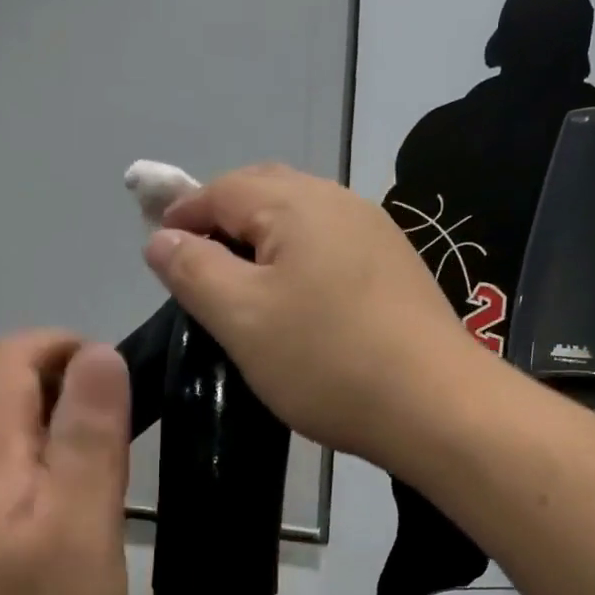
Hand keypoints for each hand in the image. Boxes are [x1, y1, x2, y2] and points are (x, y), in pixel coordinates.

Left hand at [0, 332, 130, 594]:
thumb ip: (89, 436)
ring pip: (4, 433)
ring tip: (110, 465)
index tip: (118, 379)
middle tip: (126, 427)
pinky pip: (5, 474)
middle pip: (0, 389)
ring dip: (58, 425)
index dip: (61, 346)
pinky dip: (46, 465)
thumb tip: (98, 353)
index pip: (4, 357)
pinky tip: (78, 510)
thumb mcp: (81, 526)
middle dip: (65, 383)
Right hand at [143, 164, 483, 462]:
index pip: (223, 189)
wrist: (436, 405)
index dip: (183, 213)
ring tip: (245, 285)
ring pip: (304, 221)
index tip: (158, 249)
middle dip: (225, 220)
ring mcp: (378, 235)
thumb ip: (193, 270)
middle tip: (199, 263)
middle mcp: (342, 202)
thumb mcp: (242, 317)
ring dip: (265, 241)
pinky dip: (301, 262)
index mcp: (298, 204)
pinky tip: (301, 300)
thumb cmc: (327, 360)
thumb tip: (161, 237)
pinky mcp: (398, 270)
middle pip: (267, 193)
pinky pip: (333, 248)